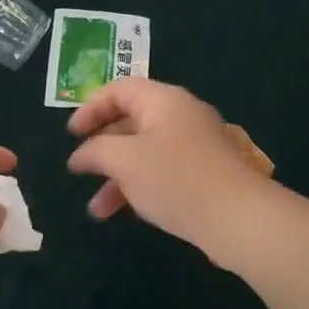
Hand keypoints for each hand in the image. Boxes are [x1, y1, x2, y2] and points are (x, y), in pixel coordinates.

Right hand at [67, 79, 271, 260]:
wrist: (238, 218)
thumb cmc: (175, 179)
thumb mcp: (124, 160)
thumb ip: (95, 151)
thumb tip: (81, 155)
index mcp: (163, 100)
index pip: (119, 90)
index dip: (90, 108)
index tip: (71, 135)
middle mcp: (181, 116)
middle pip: (131, 121)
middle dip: (101, 148)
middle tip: (80, 169)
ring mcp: (195, 146)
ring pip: (144, 153)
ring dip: (116, 177)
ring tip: (96, 209)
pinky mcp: (204, 174)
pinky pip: (162, 172)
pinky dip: (139, 187)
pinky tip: (126, 213)